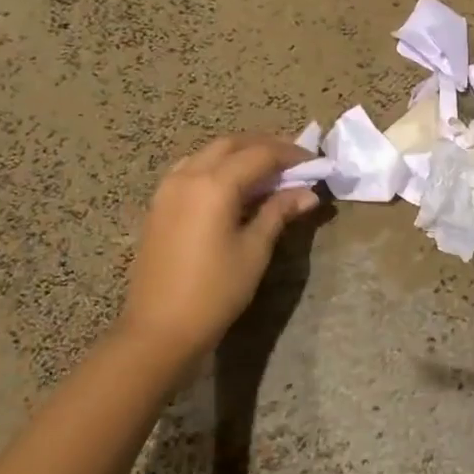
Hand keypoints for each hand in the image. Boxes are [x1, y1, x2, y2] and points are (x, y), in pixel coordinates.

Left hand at [117, 134, 321, 376]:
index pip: (260, 155)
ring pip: (208, 153)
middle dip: (264, 147)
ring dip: (239, 154)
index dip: (291, 155)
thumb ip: (279, 212)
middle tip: (293, 162)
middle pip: (231, 145)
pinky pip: (191, 169)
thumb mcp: (254, 250)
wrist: (160, 329)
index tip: (315, 164)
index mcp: (214, 184)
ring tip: (266, 172)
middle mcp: (188, 176)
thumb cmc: (215, 291)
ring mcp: (168, 189)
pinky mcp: (159, 204)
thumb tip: (308, 194)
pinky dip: (216, 167)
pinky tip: (231, 187)